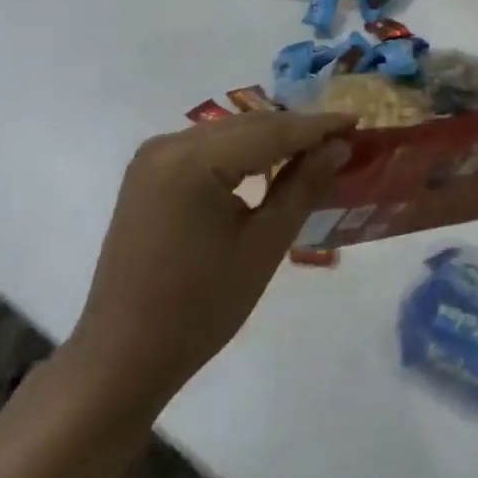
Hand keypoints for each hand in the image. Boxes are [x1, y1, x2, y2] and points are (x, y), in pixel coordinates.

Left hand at [66, 110, 355, 413]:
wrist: (121, 358)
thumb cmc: (199, 309)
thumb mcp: (262, 247)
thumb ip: (302, 188)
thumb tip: (337, 147)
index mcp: (192, 159)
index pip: (269, 131)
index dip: (316, 126)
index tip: (356, 119)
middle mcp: (168, 143)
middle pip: (246, 126)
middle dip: (295, 130)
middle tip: (341, 137)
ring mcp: (154, 156)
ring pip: (227, 135)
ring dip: (269, 140)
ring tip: (314, 148)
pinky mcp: (148, 173)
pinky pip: (206, 150)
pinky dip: (240, 154)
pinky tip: (268, 163)